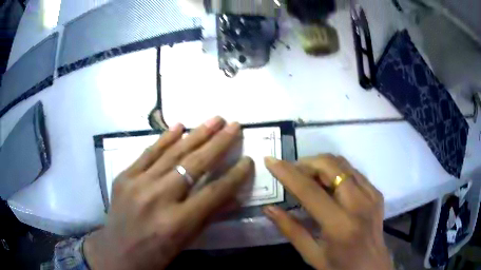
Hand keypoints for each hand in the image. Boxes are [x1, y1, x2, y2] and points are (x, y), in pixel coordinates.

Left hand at [83, 117, 253, 269]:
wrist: (117, 252)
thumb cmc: (156, 253)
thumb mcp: (186, 241)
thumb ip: (209, 216)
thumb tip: (235, 196)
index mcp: (177, 222)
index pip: (214, 193)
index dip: (234, 175)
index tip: (248, 159)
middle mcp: (158, 198)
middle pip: (194, 165)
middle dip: (218, 143)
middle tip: (234, 125)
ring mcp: (137, 184)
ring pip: (172, 153)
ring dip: (196, 134)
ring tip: (214, 119)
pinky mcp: (124, 177)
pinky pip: (147, 153)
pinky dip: (164, 138)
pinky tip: (179, 125)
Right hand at [263, 155, 392, 269]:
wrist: (372, 266)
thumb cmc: (340, 266)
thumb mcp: (312, 254)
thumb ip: (291, 230)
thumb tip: (269, 209)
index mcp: (340, 225)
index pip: (310, 191)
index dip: (288, 173)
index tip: (271, 160)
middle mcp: (359, 203)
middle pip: (330, 166)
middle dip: (306, 163)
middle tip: (293, 173)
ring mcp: (371, 195)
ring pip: (343, 163)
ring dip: (321, 165)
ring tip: (308, 177)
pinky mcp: (376, 192)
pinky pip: (353, 171)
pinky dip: (336, 171)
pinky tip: (328, 185)